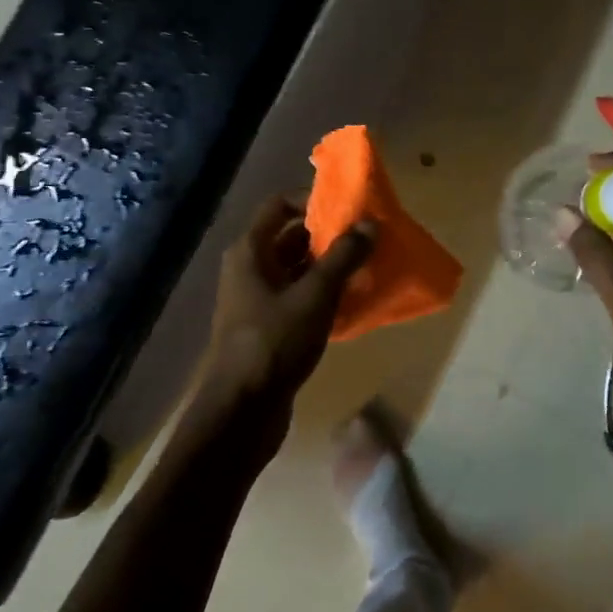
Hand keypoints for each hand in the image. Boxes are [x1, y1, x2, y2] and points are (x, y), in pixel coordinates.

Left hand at [189, 194, 375, 457]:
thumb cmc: (274, 342)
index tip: (347, 206)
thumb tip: (370, 224)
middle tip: (366, 236)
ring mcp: (256, 300)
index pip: (279, 205)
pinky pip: (298, 298)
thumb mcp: (315, 295)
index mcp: (251, 251)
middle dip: (328, 235)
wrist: (242, 412)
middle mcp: (249, 269)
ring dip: (329, 266)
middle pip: (291, 237)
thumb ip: (343, 257)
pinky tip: (353, 301)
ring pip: (297, 269)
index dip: (312, 199)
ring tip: (367, 265)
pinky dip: (323, 294)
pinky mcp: (268, 328)